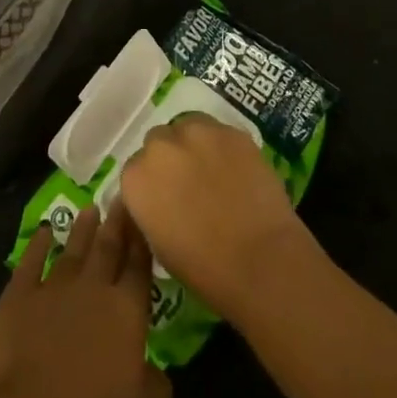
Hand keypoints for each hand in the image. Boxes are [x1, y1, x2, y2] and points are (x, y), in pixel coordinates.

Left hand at [0, 204, 169, 397]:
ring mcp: (52, 288)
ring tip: (90, 210)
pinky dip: (38, 244)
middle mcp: (92, 289)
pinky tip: (44, 231)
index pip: (139, 269)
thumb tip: (154, 367)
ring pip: (72, 250)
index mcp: (126, 313)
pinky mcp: (16, 297)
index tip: (144, 216)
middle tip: (120, 197)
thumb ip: (155, 385)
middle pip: (107, 249)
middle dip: (116, 223)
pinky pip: (30, 261)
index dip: (142, 243)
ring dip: (82, 229)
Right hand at [119, 114, 315, 319]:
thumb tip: (158, 200)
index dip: (152, 185)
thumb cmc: (205, 269)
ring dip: (194, 146)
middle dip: (170, 159)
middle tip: (190, 185)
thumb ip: (150, 210)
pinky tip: (236, 171)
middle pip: (158, 141)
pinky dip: (222, 147)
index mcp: (136, 177)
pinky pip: (218, 132)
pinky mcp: (229, 130)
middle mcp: (160, 145)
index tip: (166, 201)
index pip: (135, 170)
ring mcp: (197, 131)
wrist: (261, 261)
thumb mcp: (159, 246)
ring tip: (214, 173)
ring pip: (188, 128)